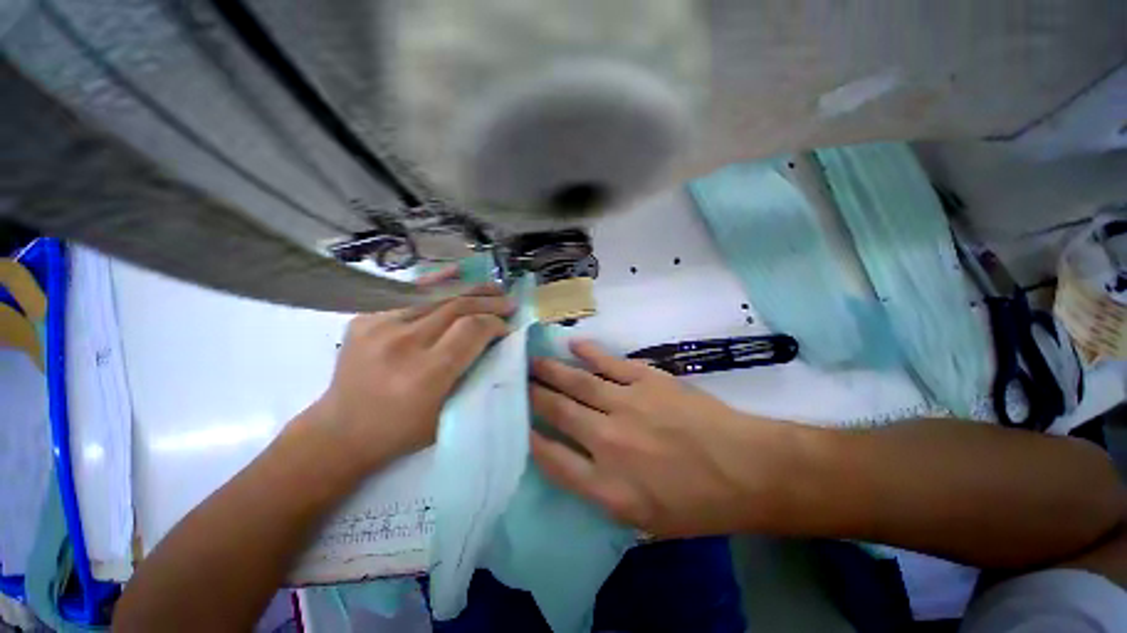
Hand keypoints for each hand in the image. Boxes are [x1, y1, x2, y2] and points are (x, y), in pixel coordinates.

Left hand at [303, 286, 513, 473]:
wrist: (340, 430)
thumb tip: (495, 342)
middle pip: (456, 307)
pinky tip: (457, 272)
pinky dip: (437, 283)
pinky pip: (410, 294)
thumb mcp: (448, 413)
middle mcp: (402, 343)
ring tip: (492, 288)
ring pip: (436, 296)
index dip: (494, 323)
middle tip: (508, 302)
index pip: (471, 330)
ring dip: (469, 290)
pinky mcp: (366, 318)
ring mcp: (379, 325)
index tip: (507, 328)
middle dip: (488, 302)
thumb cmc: (401, 430)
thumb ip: (473, 375)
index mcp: (425, 373)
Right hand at [530, 340, 792, 536]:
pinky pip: (609, 363)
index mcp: (606, 487)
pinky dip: (589, 352)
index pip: (551, 459)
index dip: (530, 437)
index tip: (518, 423)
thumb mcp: (644, 521)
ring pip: (578, 383)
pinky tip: (574, 345)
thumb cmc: (698, 504)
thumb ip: (602, 494)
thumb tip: (573, 465)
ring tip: (533, 362)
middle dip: (534, 396)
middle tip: (518, 381)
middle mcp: (608, 443)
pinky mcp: (647, 381)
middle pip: (558, 413)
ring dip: (553, 371)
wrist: (747, 470)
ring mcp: (627, 406)